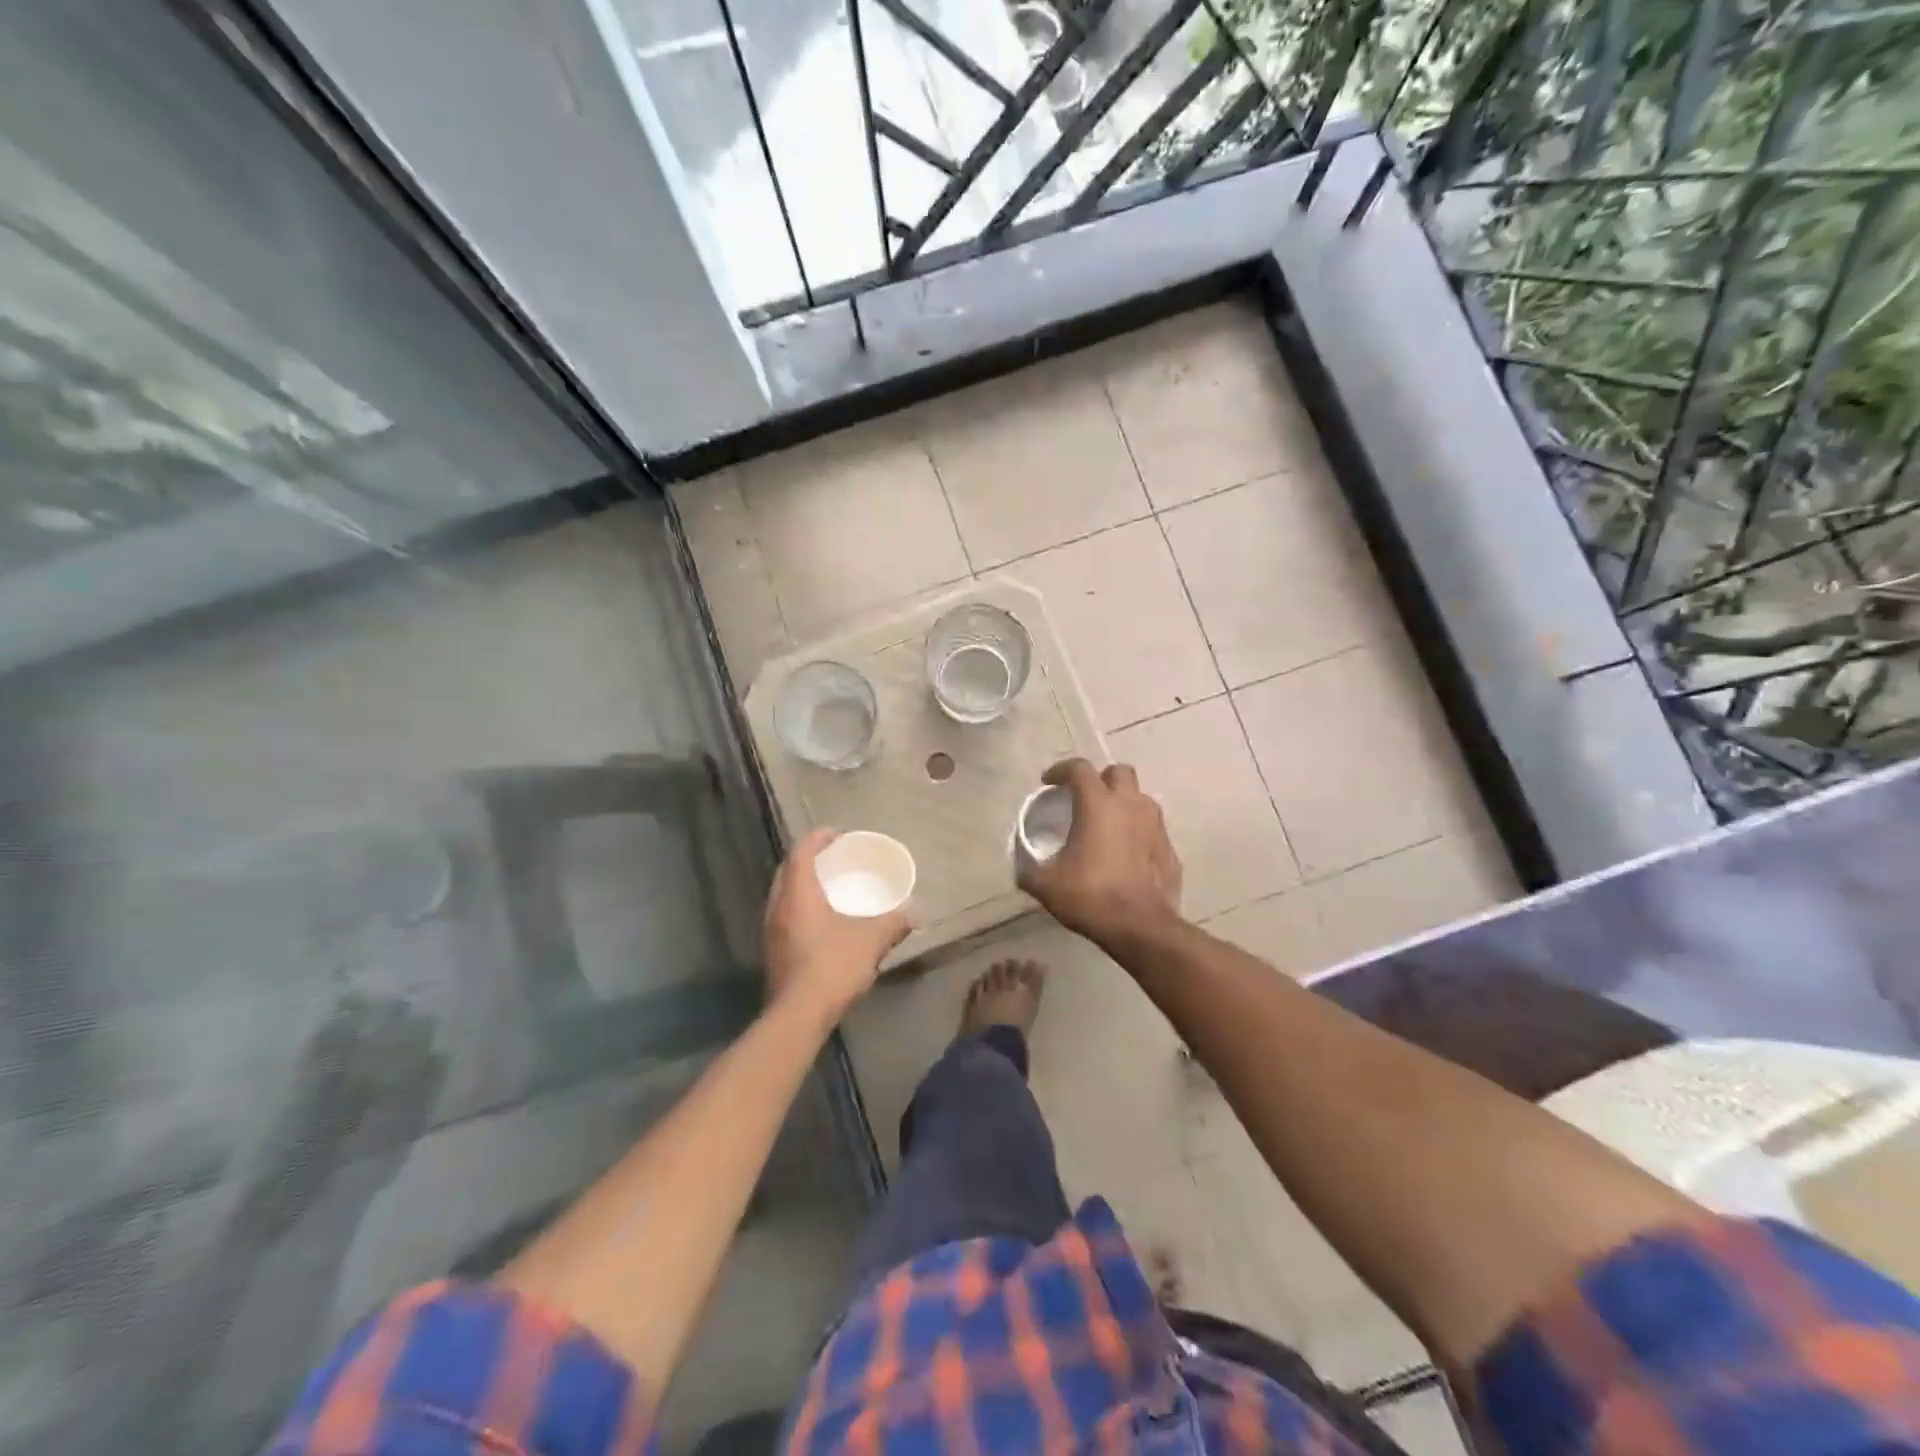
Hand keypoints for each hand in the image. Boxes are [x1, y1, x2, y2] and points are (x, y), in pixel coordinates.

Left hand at [764, 828, 911, 1024]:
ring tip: (828, 885)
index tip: (837, 834)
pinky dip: (801, 905)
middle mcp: (778, 906)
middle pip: (788, 869)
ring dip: (803, 883)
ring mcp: (771, 930)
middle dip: (809, 858)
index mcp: (798, 893)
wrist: (797, 1016)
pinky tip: (821, 919)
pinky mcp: (773, 950)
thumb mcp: (871, 941)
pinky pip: (785, 914)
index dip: (818, 837)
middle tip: (833, 858)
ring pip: (783, 893)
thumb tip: (917, 911)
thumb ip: (894, 922)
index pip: (801, 851)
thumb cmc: (832, 966)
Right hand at [1018, 758, 1182, 949]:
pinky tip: (1127, 853)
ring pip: (1141, 798)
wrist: (1141, 927)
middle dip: (1101, 779)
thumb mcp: (1045, 885)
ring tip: (1107, 824)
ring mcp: (1155, 826)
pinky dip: (1138, 832)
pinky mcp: (1170, 849)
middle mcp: (1130, 806)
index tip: (1049, 783)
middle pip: (1119, 772)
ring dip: (1123, 803)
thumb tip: (1022, 867)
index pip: (1079, 769)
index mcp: (1098, 804)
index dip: (1061, 770)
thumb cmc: (1091, 896)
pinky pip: (1152, 829)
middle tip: (1085, 799)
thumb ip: (1029, 869)